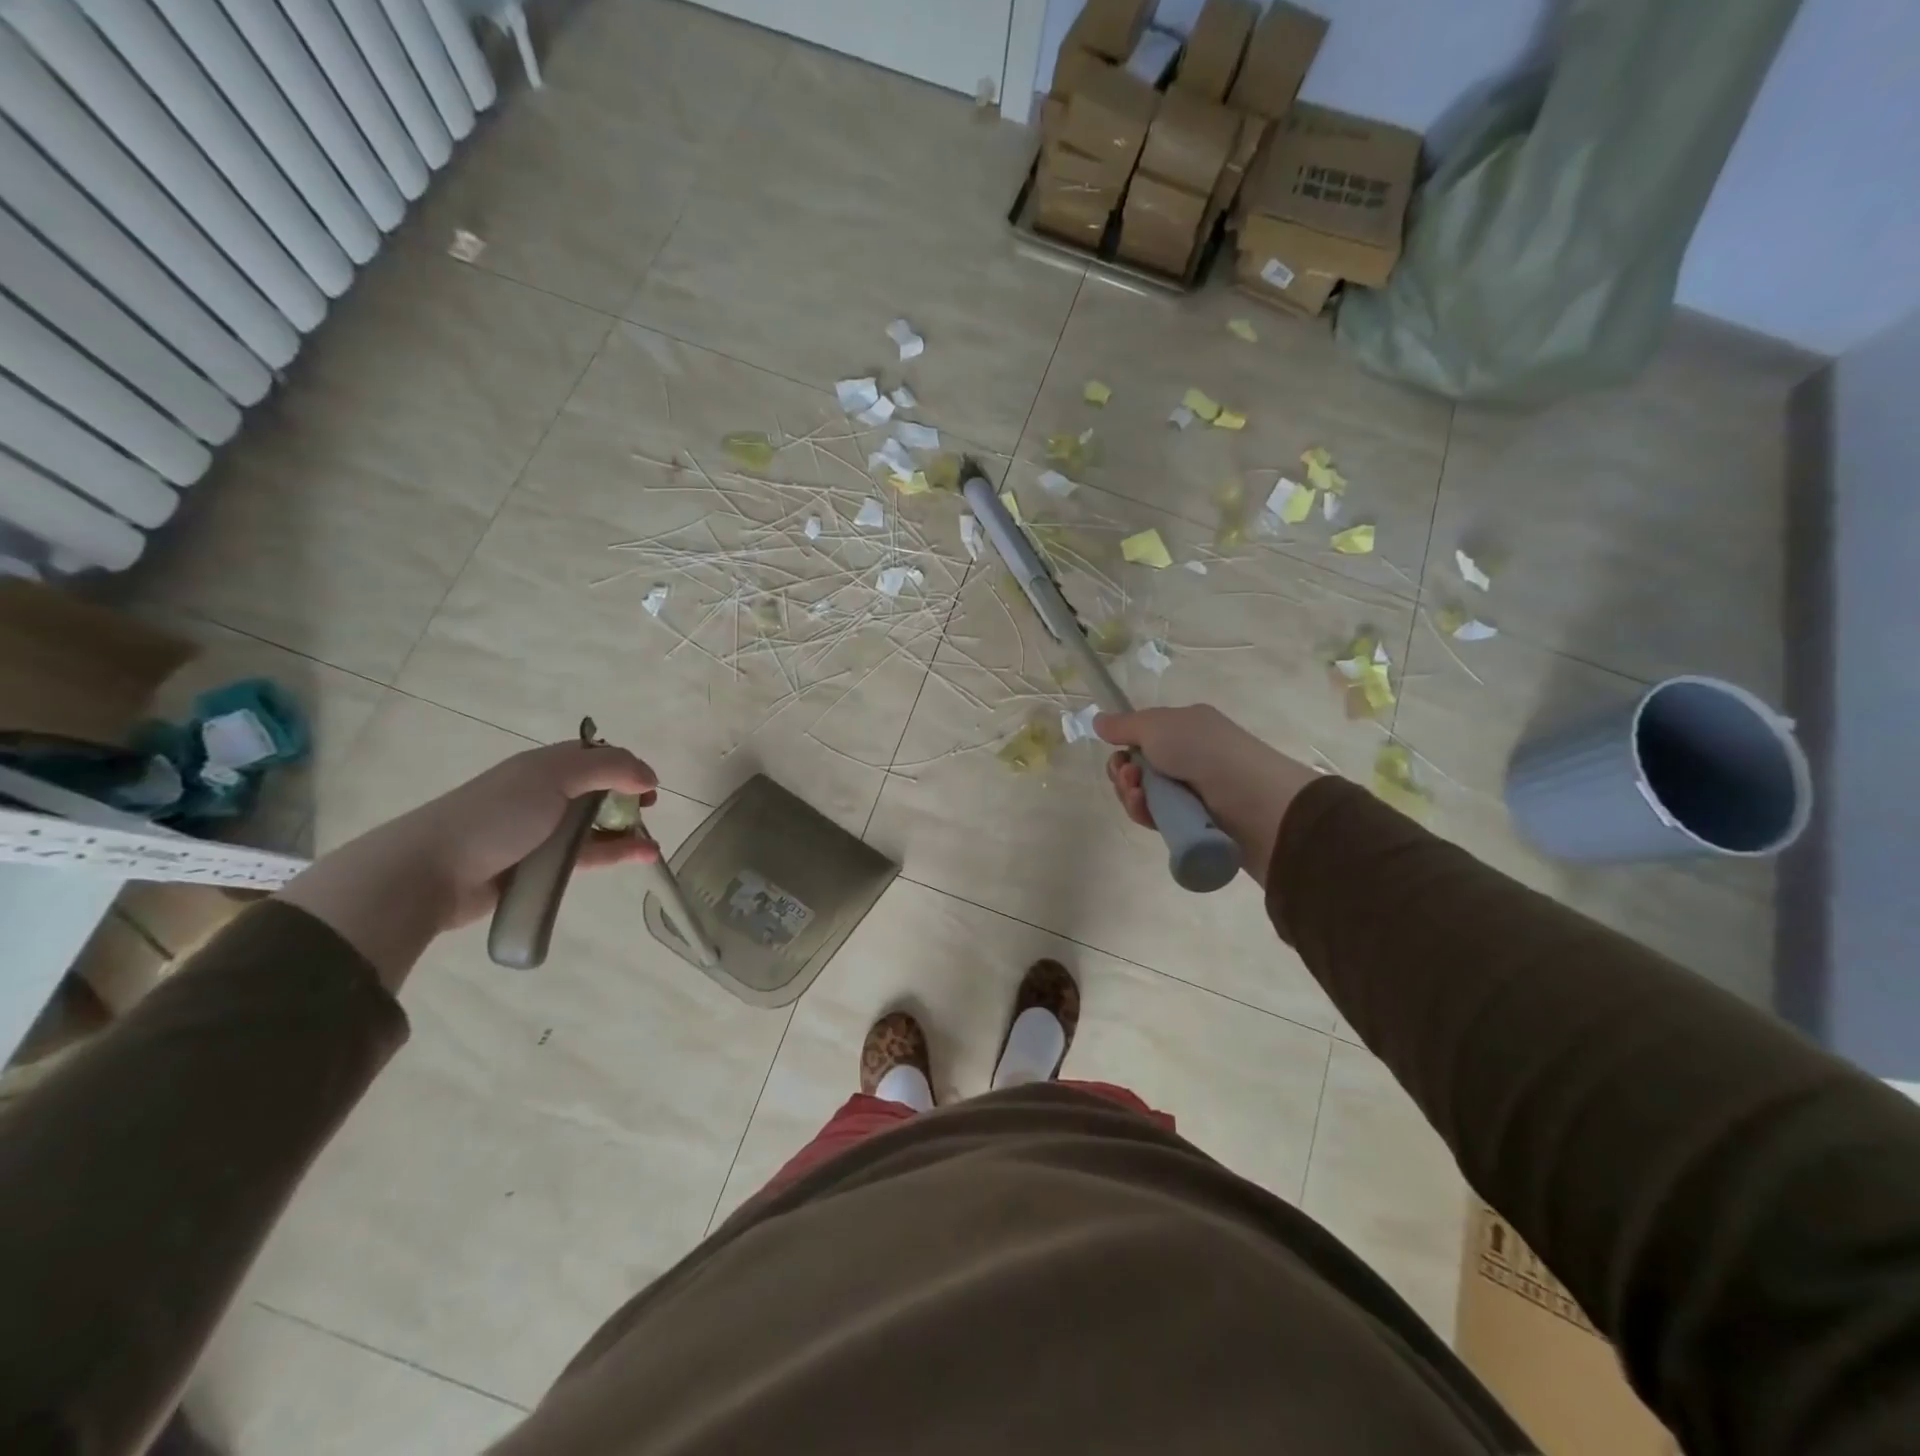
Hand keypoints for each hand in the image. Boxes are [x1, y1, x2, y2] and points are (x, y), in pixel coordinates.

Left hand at [281, 738, 658, 989]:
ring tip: (652, 843)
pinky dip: (616, 854)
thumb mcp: (553, 777)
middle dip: (628, 798)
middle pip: (598, 790)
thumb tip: (650, 775)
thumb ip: (607, 768)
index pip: (596, 756)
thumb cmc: (495, 816)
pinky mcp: (542, 866)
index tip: (649, 785)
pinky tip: (643, 857)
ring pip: (596, 826)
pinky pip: (588, 856)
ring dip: (627, 830)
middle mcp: (545, 794)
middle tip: (649, 811)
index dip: (627, 766)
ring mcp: (542, 832)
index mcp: (545, 766)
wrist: (430, 872)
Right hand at [1095, 705, 1321, 883]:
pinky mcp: (1191, 822)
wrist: (1254, 801)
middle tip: (1130, 777)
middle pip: (1137, 769)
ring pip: (1143, 795)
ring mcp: (1190, 792)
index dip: (1124, 747)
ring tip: (1138, 795)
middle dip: (1123, 773)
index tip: (1119, 753)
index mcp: (1184, 728)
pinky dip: (1144, 813)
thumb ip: (1124, 725)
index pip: (1142, 738)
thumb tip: (1098, 719)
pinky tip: (1145, 810)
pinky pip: (1155, 818)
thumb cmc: (1205, 751)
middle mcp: (1187, 757)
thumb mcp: (1158, 726)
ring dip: (1130, 794)